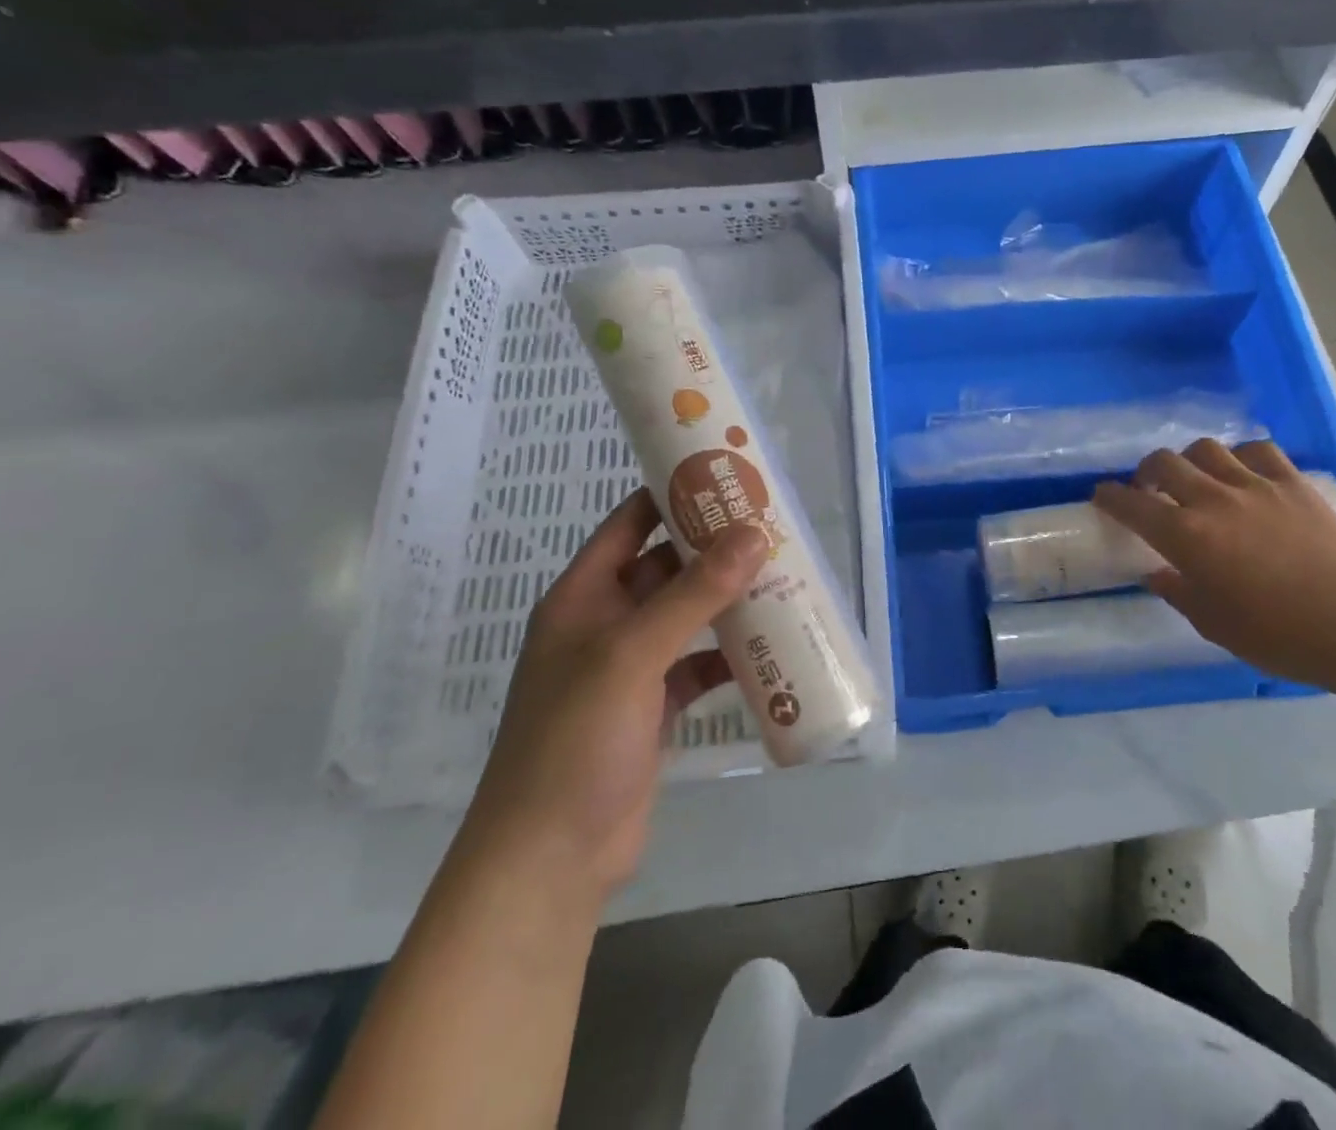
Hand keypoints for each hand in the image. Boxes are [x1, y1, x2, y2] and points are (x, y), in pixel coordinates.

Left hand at [455, 490, 763, 902]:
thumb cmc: (575, 740)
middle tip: (774, 526)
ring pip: (688, 615)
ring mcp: (631, 668)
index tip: (728, 475)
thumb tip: (754, 534)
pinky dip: (730, 654)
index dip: (673, 493)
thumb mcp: (632, 655)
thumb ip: (693, 594)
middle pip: (666, 567)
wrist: (550, 859)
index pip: (630, 523)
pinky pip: (699, 664)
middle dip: (716, 547)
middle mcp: (606, 623)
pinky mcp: (655, 707)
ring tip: (784, 576)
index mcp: (584, 597)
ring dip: (729, 599)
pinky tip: (770, 647)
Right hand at [1093, 438, 1335, 686]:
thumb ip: (1178, 592)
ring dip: (1192, 460)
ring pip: (1207, 448)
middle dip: (1147, 471)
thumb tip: (1158, 575)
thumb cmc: (1276, 634)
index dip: (1110, 497)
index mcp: (1186, 536)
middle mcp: (1212, 500)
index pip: (1131, 505)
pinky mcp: (1292, 482)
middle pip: (1164, 462)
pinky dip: (1242, 456)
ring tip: (1198, 478)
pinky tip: (1244, 473)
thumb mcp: (1213, 624)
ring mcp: (1255, 485)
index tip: (1102, 496)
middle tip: (1150, 488)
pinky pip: (1259, 450)